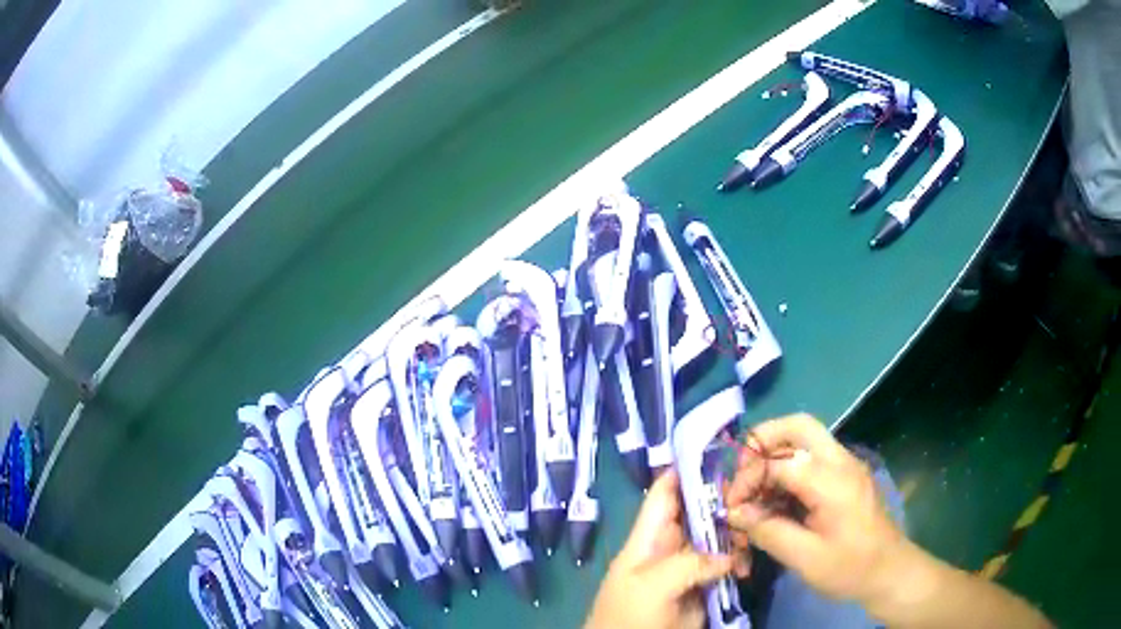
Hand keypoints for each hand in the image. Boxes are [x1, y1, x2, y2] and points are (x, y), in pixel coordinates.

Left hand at [585, 470, 746, 628]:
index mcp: (646, 540)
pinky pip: (724, 568)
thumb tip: (727, 557)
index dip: (686, 471)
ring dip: (735, 535)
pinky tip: (748, 567)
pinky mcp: (702, 590)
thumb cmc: (628, 618)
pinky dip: (738, 563)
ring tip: (753, 535)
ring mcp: (687, 570)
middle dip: (723, 503)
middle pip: (697, 514)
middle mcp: (669, 549)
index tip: (719, 452)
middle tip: (755, 494)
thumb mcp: (650, 586)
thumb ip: (688, 562)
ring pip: (715, 540)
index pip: (664, 495)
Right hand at [723, 414, 907, 606]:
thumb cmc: (850, 568)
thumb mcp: (805, 558)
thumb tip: (735, 513)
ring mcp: (846, 465)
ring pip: (804, 438)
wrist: (891, 570)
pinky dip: (788, 468)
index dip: (747, 481)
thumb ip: (768, 531)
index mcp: (832, 481)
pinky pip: (813, 457)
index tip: (732, 509)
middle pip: (797, 425)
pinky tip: (777, 499)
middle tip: (742, 473)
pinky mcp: (846, 475)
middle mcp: (840, 461)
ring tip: (756, 490)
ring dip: (775, 455)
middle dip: (762, 441)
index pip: (778, 462)